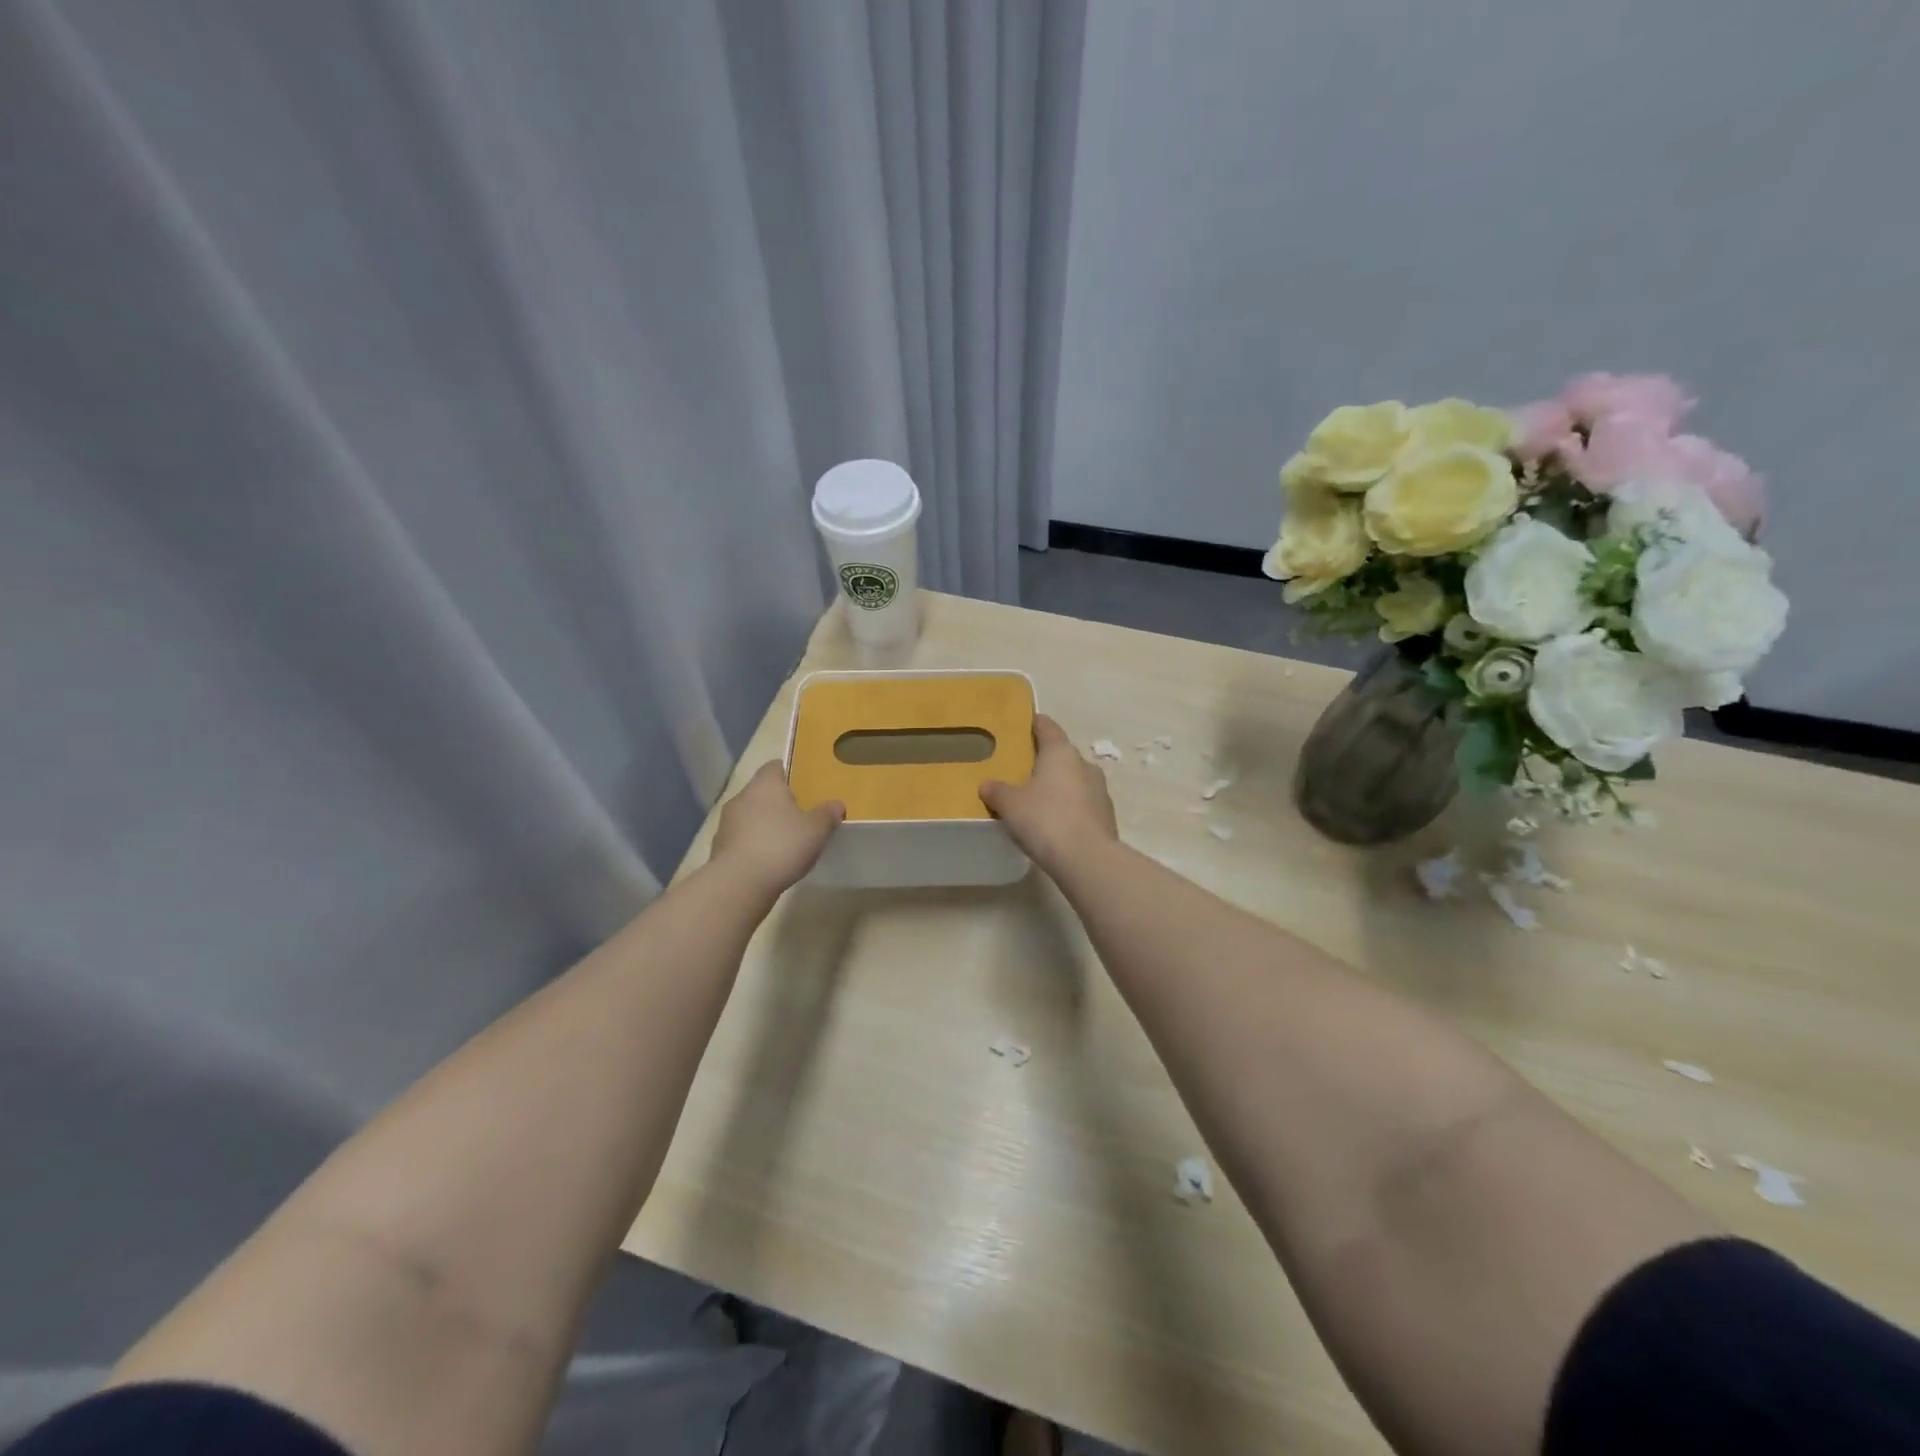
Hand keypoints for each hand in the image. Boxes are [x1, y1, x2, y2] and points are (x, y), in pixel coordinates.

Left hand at [710, 762, 843, 894]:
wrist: (740, 884)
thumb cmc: (781, 845)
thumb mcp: (816, 830)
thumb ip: (827, 814)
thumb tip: (836, 804)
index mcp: (765, 785)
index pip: (775, 766)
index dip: (791, 773)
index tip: (806, 786)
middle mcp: (742, 797)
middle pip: (763, 792)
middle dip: (780, 802)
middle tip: (802, 815)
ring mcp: (727, 823)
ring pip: (751, 816)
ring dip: (766, 825)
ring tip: (787, 841)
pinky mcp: (720, 848)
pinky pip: (743, 839)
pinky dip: (755, 845)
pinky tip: (771, 861)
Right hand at [980, 714, 1118, 870]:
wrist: (1087, 859)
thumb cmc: (1045, 820)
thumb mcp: (1011, 805)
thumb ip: (997, 791)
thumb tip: (986, 785)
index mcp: (1061, 753)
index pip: (1048, 727)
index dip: (1036, 723)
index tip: (1026, 723)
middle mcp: (1084, 764)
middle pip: (1062, 755)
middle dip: (1046, 760)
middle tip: (1024, 769)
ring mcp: (1100, 790)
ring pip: (1075, 780)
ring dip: (1059, 786)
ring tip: (1038, 799)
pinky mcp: (1106, 816)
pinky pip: (1082, 804)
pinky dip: (1069, 807)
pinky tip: (1055, 823)